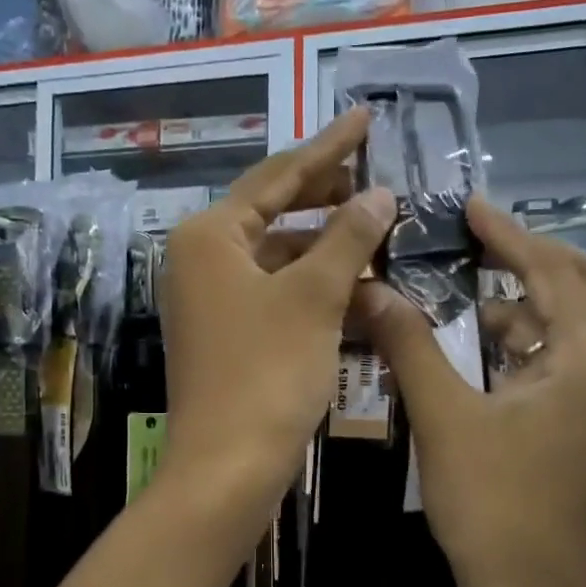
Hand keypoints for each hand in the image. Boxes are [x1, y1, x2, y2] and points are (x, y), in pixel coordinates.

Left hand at [158, 108, 394, 508]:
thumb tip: (378, 193)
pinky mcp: (228, 337)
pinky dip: (318, 292)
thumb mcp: (314, 298)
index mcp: (209, 236)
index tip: (365, 118)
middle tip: (380, 183)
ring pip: (281, 260)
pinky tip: (363, 293)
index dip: (327, 148)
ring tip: (384, 240)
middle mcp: (202, 261)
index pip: (277, 176)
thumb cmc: (266, 373)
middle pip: (275, 214)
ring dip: (331, 253)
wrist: (227, 468)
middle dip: (330, 201)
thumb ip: (348, 238)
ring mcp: (212, 302)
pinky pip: (279, 297)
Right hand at [361, 198, 585, 586]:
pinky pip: (569, 360)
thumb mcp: (443, 419)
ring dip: (531, 300)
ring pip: (580, 324)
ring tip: (471, 287)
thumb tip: (370, 288)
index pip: (554, 273)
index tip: (469, 206)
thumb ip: (410, 345)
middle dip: (536, 257)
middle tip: (480, 241)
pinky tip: (485, 345)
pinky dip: (532, 340)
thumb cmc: (489, 506)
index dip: (510, 235)